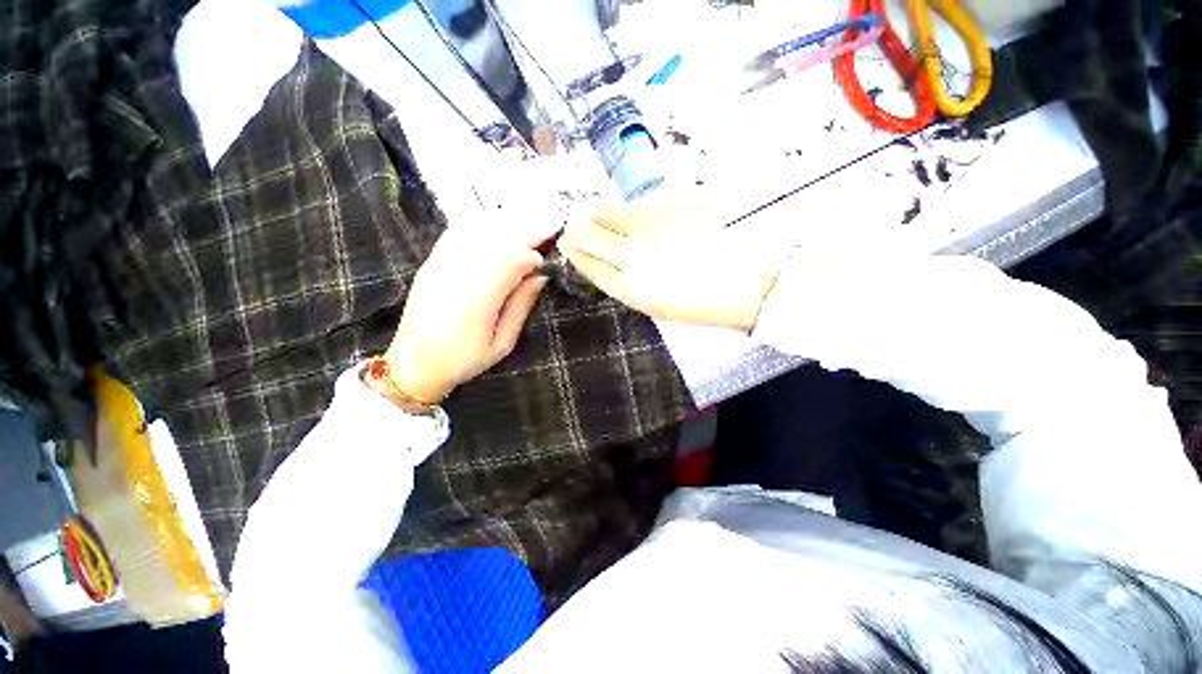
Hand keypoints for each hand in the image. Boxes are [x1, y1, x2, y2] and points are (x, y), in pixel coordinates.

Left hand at [383, 222, 557, 402]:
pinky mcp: (431, 263)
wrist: (413, 364)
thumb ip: (521, 307)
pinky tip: (495, 224)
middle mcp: (458, 275)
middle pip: (496, 240)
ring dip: (505, 225)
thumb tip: (540, 277)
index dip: (531, 253)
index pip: (510, 261)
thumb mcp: (502, 343)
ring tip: (527, 225)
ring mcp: (441, 266)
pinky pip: (456, 233)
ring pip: (476, 231)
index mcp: (479, 300)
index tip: (546, 257)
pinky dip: (479, 224)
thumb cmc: (464, 359)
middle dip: (525, 231)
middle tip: (547, 226)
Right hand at [559, 204, 782, 332]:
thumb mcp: (656, 304)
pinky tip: (637, 214)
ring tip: (600, 216)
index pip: (587, 262)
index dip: (574, 251)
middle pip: (590, 232)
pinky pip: (640, 201)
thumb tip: (604, 260)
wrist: (750, 284)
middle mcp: (633, 252)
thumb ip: (624, 281)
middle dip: (578, 228)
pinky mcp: (674, 202)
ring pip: (612, 211)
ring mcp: (652, 224)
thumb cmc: (702, 303)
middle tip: (576, 225)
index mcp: (629, 286)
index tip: (566, 242)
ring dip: (601, 214)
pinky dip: (632, 208)